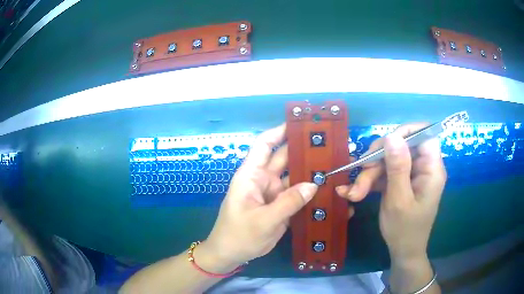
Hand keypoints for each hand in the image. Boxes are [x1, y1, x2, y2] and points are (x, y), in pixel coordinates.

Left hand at [202, 124, 317, 268]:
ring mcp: (273, 194)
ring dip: (310, 173)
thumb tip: (314, 184)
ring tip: (334, 166)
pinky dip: (309, 193)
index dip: (280, 131)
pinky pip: (297, 195)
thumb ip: (288, 202)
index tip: (301, 124)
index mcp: (251, 175)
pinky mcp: (280, 206)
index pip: (264, 145)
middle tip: (329, 146)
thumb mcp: (263, 221)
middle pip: (284, 159)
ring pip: (294, 177)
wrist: (231, 255)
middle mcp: (263, 180)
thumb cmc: (239, 235)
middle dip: (303, 151)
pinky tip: (327, 191)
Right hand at [336, 123, 446, 261]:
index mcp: (431, 169)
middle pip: (401, 146)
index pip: (425, 135)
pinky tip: (354, 192)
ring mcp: (411, 174)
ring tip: (353, 193)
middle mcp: (423, 167)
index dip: (406, 132)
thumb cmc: (404, 230)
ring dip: (369, 174)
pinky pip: (385, 172)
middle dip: (378, 160)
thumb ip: (397, 168)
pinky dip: (370, 181)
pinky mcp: (401, 181)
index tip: (384, 144)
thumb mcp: (399, 200)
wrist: (402, 251)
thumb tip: (392, 136)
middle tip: (360, 174)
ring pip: (389, 159)